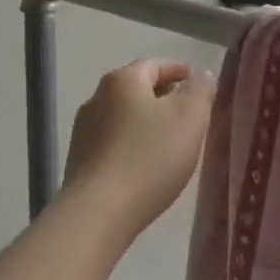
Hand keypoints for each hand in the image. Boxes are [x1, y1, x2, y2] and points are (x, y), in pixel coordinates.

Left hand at [63, 59, 215, 235]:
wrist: (98, 214)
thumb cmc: (150, 158)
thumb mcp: (190, 117)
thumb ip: (200, 90)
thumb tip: (201, 74)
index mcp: (123, 80)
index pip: (155, 65)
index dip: (179, 72)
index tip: (198, 85)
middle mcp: (96, 98)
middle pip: (137, 90)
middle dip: (164, 98)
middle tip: (190, 115)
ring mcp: (83, 131)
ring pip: (124, 117)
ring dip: (146, 123)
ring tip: (170, 143)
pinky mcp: (78, 162)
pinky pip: (113, 143)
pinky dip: (132, 146)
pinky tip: (146, 166)